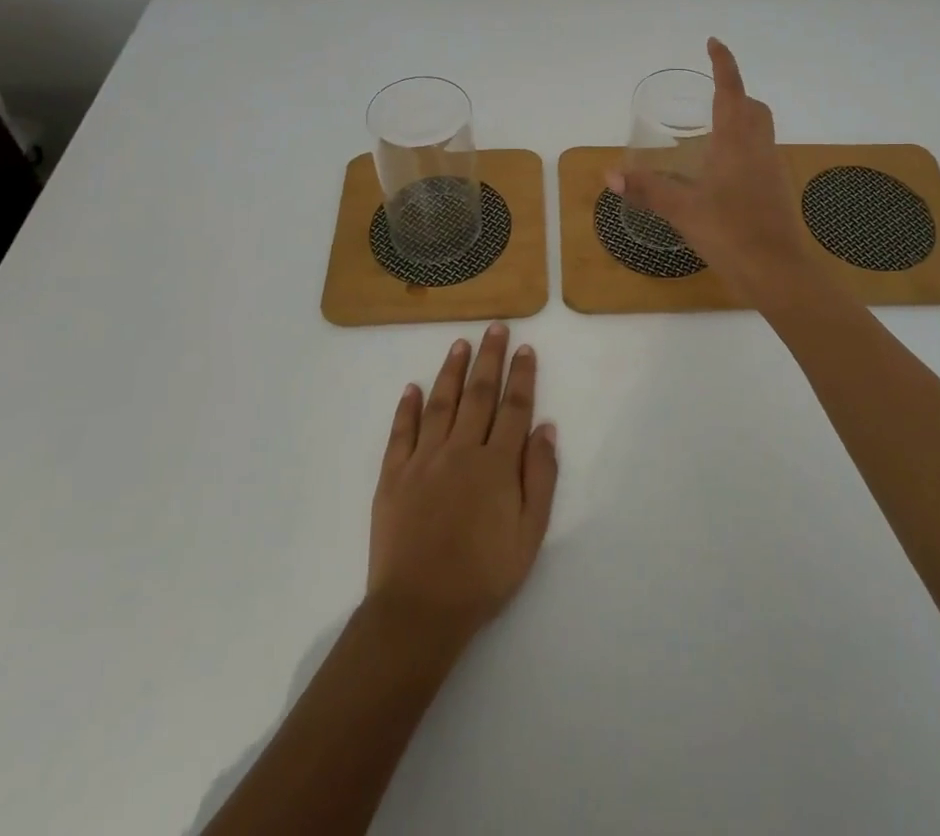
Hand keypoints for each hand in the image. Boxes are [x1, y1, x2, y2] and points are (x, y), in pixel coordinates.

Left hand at [367, 324, 558, 647]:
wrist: (420, 610)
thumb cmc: (483, 576)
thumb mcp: (529, 534)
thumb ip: (541, 477)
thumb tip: (546, 428)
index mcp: (496, 464)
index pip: (514, 407)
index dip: (521, 376)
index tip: (525, 348)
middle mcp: (460, 450)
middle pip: (478, 394)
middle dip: (489, 358)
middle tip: (495, 328)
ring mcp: (423, 460)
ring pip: (441, 403)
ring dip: (452, 371)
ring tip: (460, 343)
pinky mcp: (393, 476)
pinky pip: (401, 433)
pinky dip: (407, 408)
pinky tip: (412, 387)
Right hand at [607, 37, 815, 305]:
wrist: (779, 274)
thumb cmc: (731, 234)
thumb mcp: (682, 210)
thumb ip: (648, 190)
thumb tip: (610, 175)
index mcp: (737, 142)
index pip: (732, 90)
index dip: (724, 64)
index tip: (713, 43)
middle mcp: (759, 148)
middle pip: (753, 107)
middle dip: (734, 94)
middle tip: (707, 97)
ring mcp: (772, 170)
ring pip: (760, 131)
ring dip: (740, 120)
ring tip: (709, 134)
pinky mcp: (776, 191)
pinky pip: (760, 155)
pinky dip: (743, 149)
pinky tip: (721, 174)